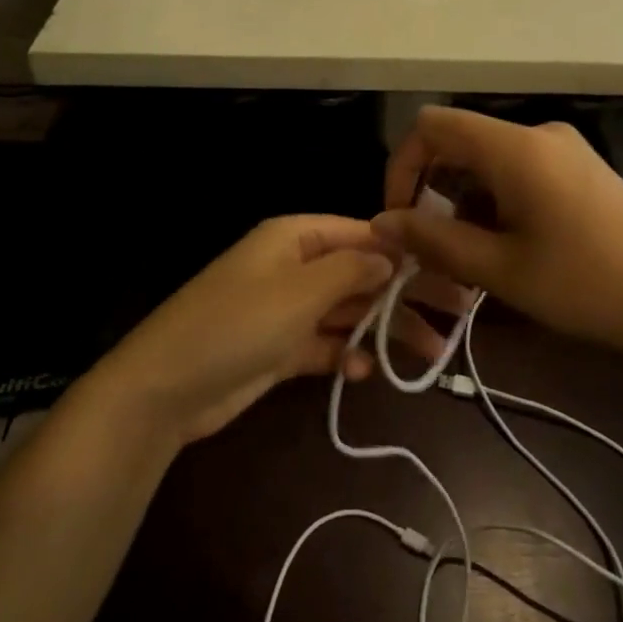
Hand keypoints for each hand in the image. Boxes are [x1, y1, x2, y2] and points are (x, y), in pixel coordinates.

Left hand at [91, 216, 443, 445]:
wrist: (167, 387)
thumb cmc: (238, 323)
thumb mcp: (300, 291)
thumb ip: (351, 269)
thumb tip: (391, 254)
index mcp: (295, 238)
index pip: (361, 233)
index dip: (404, 250)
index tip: (447, 269)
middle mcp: (294, 267)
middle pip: (360, 273)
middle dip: (404, 294)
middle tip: (455, 315)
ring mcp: (286, 309)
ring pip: (348, 312)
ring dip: (384, 329)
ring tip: (429, 352)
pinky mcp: (280, 348)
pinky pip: (325, 344)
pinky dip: (346, 353)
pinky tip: (365, 371)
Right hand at [372, 107, 622, 366]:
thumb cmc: (586, 286)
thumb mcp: (499, 270)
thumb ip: (433, 240)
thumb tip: (381, 222)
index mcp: (515, 147)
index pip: (432, 126)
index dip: (402, 166)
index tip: (401, 218)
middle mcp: (538, 133)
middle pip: (460, 143)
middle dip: (434, 191)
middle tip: (436, 250)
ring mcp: (565, 149)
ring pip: (489, 161)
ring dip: (466, 202)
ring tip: (474, 260)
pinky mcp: (582, 169)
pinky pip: (520, 171)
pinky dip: (497, 201)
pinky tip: (510, 248)